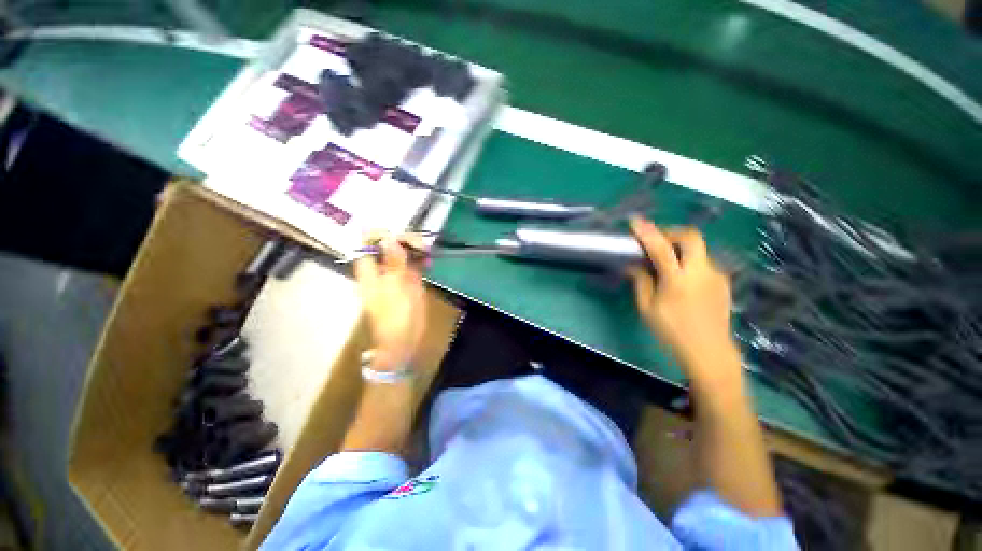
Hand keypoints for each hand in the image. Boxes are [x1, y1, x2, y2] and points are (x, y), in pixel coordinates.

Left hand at [354, 235, 427, 370]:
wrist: (403, 339)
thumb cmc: (395, 317)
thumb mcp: (394, 288)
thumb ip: (393, 263)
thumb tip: (390, 238)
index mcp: (369, 270)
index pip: (368, 242)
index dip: (382, 234)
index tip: (399, 238)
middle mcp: (381, 268)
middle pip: (389, 243)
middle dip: (404, 240)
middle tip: (421, 246)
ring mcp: (396, 273)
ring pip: (403, 251)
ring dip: (415, 248)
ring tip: (427, 251)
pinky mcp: (409, 280)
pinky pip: (414, 262)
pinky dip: (421, 258)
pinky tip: (429, 260)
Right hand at [628, 217, 739, 383]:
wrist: (709, 351)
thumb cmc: (672, 331)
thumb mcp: (647, 308)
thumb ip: (641, 282)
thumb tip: (633, 266)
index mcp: (678, 280)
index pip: (661, 248)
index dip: (647, 232)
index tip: (635, 221)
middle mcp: (701, 272)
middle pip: (691, 237)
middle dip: (672, 232)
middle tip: (657, 240)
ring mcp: (716, 276)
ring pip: (699, 249)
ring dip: (681, 249)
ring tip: (667, 263)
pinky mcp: (723, 282)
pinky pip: (704, 263)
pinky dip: (690, 262)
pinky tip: (682, 278)